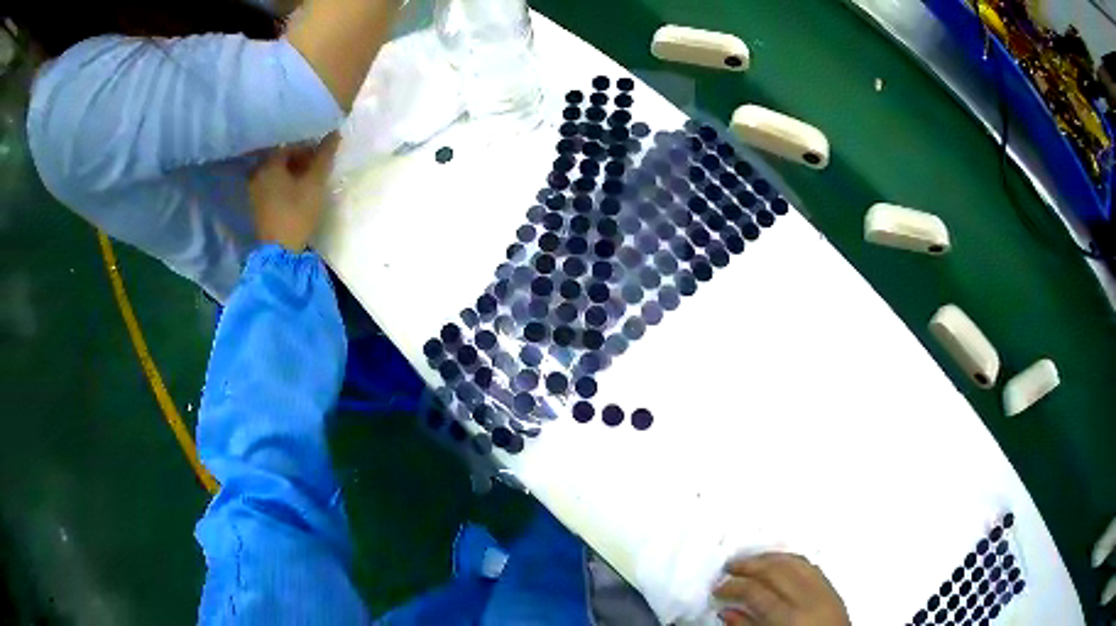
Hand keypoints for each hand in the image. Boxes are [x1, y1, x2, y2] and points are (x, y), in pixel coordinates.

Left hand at [249, 134, 338, 251]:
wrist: (281, 252)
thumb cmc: (297, 212)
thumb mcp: (315, 182)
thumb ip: (324, 156)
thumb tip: (335, 133)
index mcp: (269, 165)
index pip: (290, 146)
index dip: (309, 147)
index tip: (324, 156)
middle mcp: (257, 174)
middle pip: (281, 159)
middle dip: (301, 159)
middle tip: (318, 167)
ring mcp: (255, 191)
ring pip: (277, 173)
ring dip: (293, 173)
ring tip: (310, 180)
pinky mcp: (258, 207)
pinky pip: (272, 186)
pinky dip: (285, 185)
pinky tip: (297, 192)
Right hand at [713, 553, 849, 625]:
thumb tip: (727, 611)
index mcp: (788, 617)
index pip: (756, 591)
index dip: (733, 586)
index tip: (718, 588)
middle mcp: (808, 598)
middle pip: (775, 570)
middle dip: (749, 565)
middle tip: (729, 567)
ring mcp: (823, 590)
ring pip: (793, 561)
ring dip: (769, 558)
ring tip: (751, 561)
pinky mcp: (832, 588)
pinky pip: (810, 565)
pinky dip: (791, 560)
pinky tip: (779, 563)